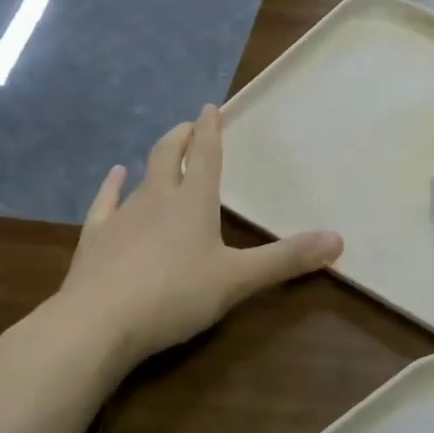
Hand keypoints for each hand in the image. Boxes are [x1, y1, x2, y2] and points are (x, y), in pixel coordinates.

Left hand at [45, 106, 341, 367]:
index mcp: (193, 202)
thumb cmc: (175, 295)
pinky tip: (114, 177)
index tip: (210, 107)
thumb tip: (338, 240)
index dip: (209, 130)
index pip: (204, 155)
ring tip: (160, 153)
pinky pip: (105, 203)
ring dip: (152, 162)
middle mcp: (156, 199)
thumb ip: (286, 259)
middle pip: (168, 156)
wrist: (97, 324)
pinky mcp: (95, 240)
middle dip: (180, 138)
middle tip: (188, 125)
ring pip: (140, 179)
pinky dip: (112, 186)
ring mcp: (121, 218)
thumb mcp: (238, 279)